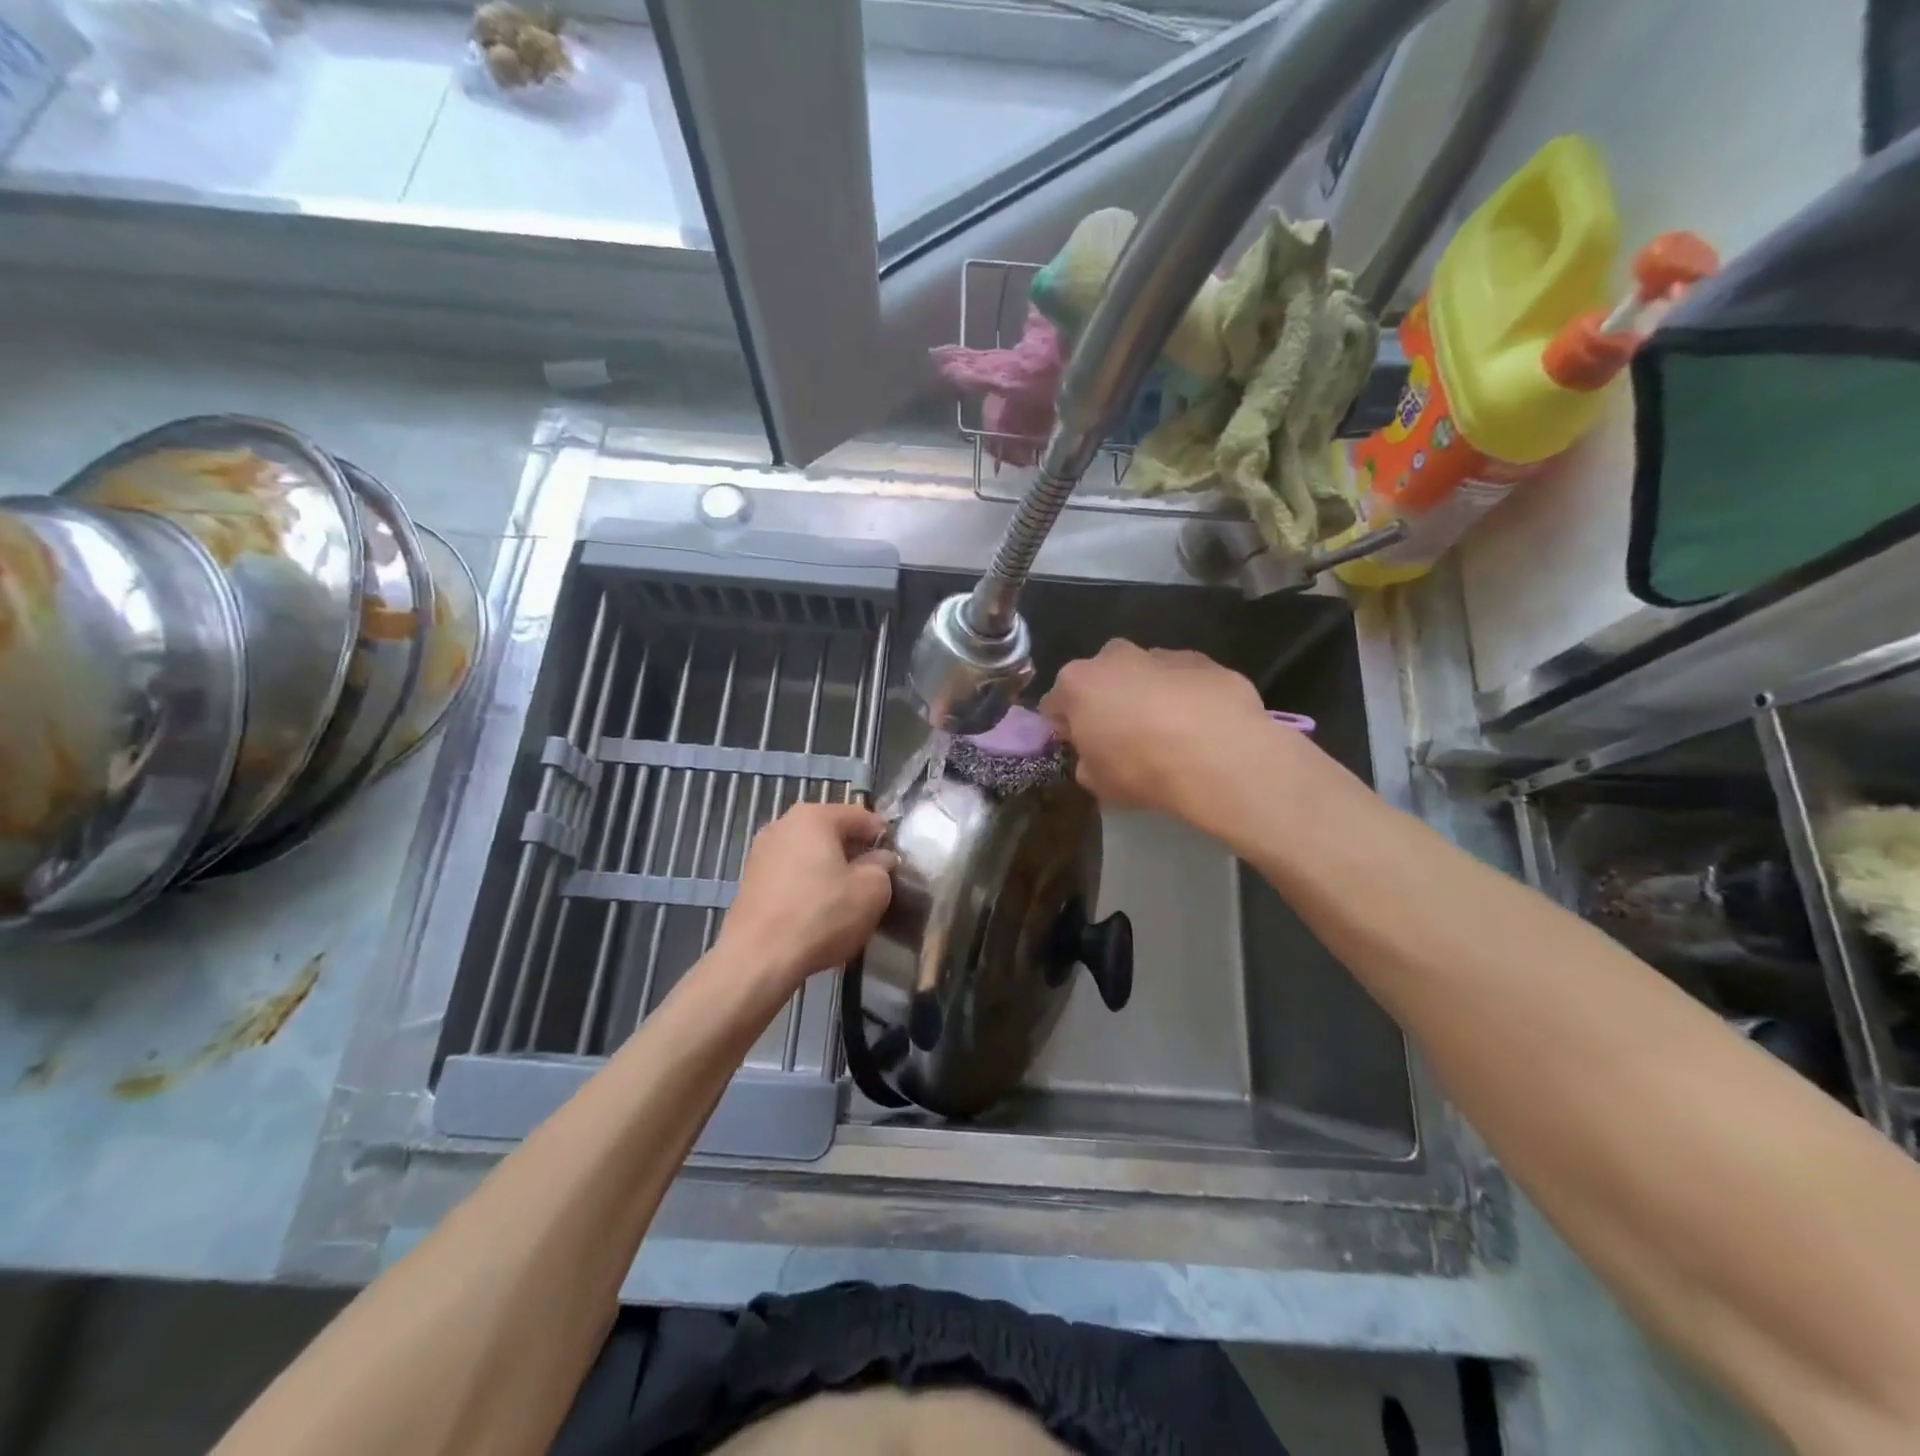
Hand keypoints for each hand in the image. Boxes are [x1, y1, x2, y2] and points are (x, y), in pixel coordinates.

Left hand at [714, 800, 894, 995]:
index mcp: (814, 816)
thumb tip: (881, 860)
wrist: (758, 959)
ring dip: (829, 870)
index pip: (860, 816)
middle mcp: (783, 824)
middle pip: (831, 832)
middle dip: (854, 853)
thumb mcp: (872, 891)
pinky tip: (817, 911)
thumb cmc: (821, 915)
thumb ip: (883, 867)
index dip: (883, 836)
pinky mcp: (750, 881)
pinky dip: (807, 885)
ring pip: (809, 854)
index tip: (895, 860)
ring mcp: (761, 852)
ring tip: (846, 899)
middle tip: (873, 880)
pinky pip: (790, 874)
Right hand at [1039, 640, 1272, 819]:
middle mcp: (1115, 657)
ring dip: (1147, 696)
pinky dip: (1185, 697)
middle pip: (1100, 679)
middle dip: (1106, 702)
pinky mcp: (1204, 661)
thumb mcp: (1098, 783)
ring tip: (1168, 734)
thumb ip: (1087, 764)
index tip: (1080, 749)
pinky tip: (1200, 728)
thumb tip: (1093, 758)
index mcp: (1078, 683)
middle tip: (1123, 739)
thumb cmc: (1142, 769)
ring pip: (1144, 674)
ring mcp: (1162, 654)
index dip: (1065, 729)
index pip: (1054, 704)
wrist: (1219, 755)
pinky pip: (1183, 680)